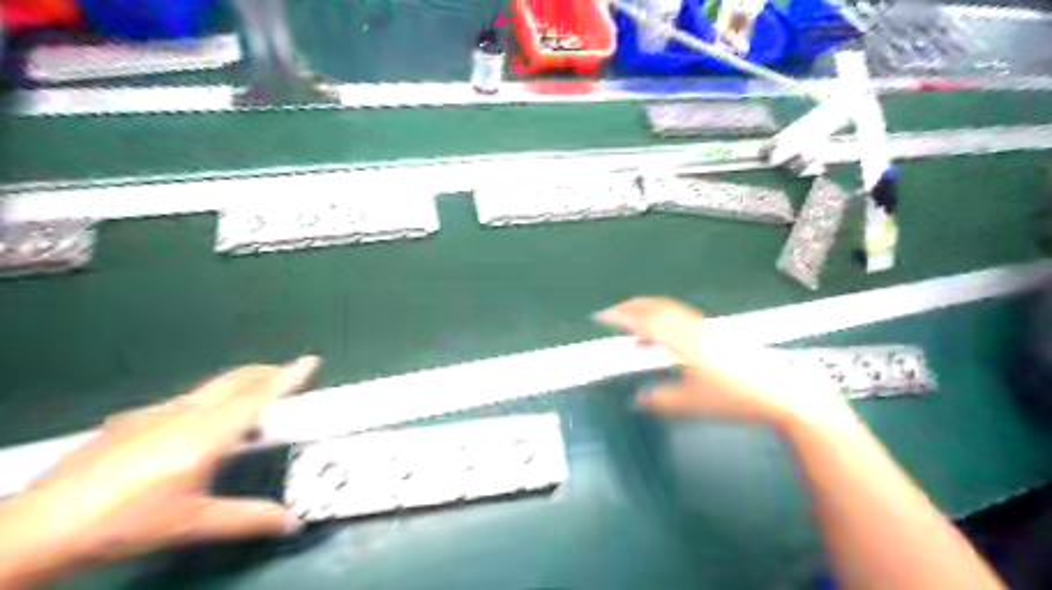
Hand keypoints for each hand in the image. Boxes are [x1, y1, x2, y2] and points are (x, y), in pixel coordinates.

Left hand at [0, 356, 316, 583]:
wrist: (38, 527)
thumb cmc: (124, 523)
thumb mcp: (193, 523)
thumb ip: (248, 518)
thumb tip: (292, 521)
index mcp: (206, 434)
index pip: (258, 397)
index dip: (288, 377)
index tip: (311, 361)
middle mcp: (183, 414)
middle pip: (235, 380)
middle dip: (266, 372)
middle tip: (288, 373)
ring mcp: (154, 414)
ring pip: (210, 388)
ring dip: (239, 385)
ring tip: (251, 401)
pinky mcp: (131, 421)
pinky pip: (185, 400)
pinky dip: (209, 401)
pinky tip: (197, 427)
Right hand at [596, 300, 847, 428]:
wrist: (783, 394)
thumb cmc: (736, 399)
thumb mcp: (692, 405)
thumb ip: (660, 400)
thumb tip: (636, 399)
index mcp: (683, 341)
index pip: (644, 322)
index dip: (619, 318)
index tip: (599, 317)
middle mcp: (693, 328)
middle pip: (656, 307)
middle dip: (630, 307)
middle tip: (611, 314)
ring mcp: (708, 328)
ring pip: (670, 312)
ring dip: (648, 316)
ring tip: (634, 336)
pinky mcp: (718, 334)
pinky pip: (682, 320)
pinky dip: (664, 324)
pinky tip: (665, 344)